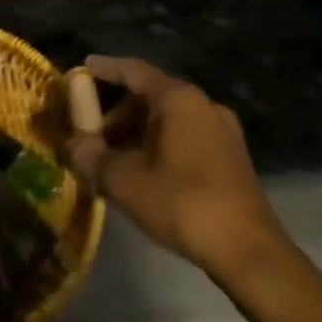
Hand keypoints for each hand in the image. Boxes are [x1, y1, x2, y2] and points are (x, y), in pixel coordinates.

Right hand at [64, 55, 287, 279]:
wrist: (249, 252)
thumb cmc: (182, 203)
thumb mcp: (122, 180)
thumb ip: (89, 156)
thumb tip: (73, 145)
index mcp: (177, 99)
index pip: (133, 70)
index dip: (104, 69)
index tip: (82, 70)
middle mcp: (203, 104)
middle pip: (149, 95)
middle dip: (117, 113)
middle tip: (92, 135)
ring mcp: (222, 130)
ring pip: (168, 118)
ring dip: (137, 132)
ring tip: (114, 160)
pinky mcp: (232, 156)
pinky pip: (185, 136)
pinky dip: (159, 144)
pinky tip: (145, 173)